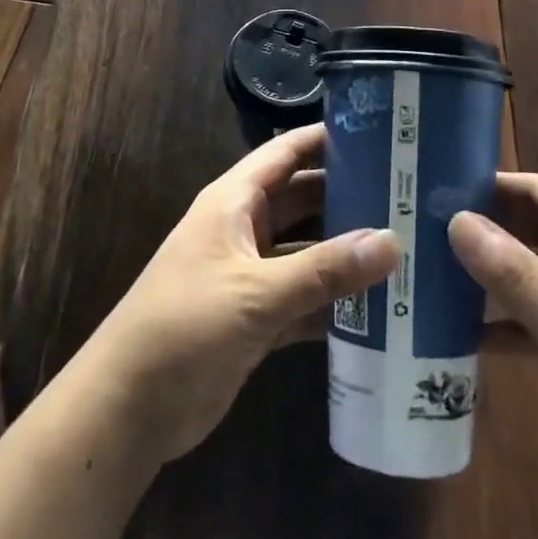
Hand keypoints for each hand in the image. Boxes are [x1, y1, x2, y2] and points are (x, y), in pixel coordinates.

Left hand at [83, 125, 398, 465]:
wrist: (128, 408)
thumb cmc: (185, 327)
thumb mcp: (256, 294)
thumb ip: (324, 269)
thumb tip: (393, 241)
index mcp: (234, 201)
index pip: (286, 152)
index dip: (327, 138)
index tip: (380, 130)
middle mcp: (244, 229)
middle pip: (304, 199)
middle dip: (349, 196)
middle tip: (409, 195)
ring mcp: (250, 274)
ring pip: (307, 250)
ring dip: (346, 252)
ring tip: (407, 246)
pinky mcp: (256, 317)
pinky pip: (304, 297)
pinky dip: (335, 300)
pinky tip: (380, 306)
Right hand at [448, 174, 537, 472]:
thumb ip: (513, 273)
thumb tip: (455, 219)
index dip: (491, 183)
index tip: (436, 185)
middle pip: (536, 229)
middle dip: (486, 229)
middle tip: (422, 229)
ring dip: (493, 277)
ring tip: (432, 274)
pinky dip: (510, 323)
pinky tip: (466, 334)